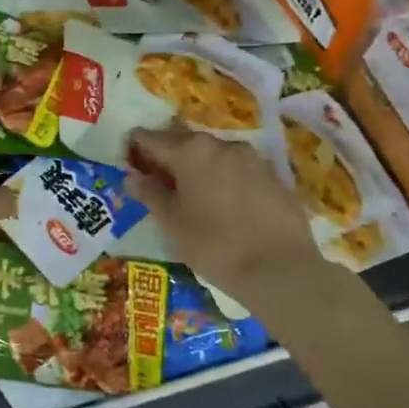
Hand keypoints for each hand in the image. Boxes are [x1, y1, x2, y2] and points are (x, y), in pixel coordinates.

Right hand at [126, 126, 321, 294]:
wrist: (280, 269)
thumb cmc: (214, 244)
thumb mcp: (172, 223)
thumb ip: (150, 194)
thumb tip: (133, 177)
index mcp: (191, 150)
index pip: (152, 138)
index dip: (136, 148)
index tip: (128, 161)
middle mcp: (222, 144)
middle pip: (185, 143)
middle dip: (168, 157)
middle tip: (157, 181)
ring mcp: (252, 159)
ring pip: (214, 156)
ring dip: (198, 168)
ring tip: (191, 195)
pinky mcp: (274, 177)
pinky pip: (238, 171)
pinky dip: (223, 180)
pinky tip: (222, 205)